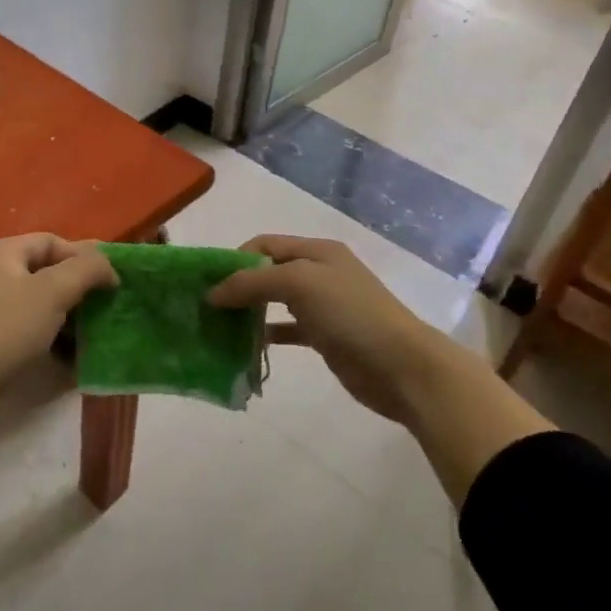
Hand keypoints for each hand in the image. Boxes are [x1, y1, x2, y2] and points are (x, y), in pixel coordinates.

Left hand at [0, 233, 117, 393]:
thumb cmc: (6, 329)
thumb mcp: (53, 292)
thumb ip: (87, 269)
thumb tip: (109, 267)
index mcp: (0, 251)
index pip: (52, 241)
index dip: (85, 257)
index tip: (111, 282)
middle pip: (45, 271)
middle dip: (78, 288)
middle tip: (105, 307)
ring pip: (38, 301)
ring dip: (67, 315)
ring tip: (90, 334)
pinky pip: (26, 325)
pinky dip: (49, 334)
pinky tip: (68, 354)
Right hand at [207, 235, 466, 425]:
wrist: (402, 366)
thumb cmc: (351, 314)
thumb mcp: (299, 283)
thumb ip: (252, 283)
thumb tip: (213, 293)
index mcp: (316, 251)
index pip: (264, 244)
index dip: (235, 259)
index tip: (208, 283)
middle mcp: (319, 273)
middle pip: (268, 272)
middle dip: (238, 286)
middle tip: (208, 308)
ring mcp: (323, 306)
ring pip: (275, 302)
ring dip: (249, 312)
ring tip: (220, 327)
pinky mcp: (325, 336)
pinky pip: (286, 330)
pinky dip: (266, 335)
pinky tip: (247, 347)